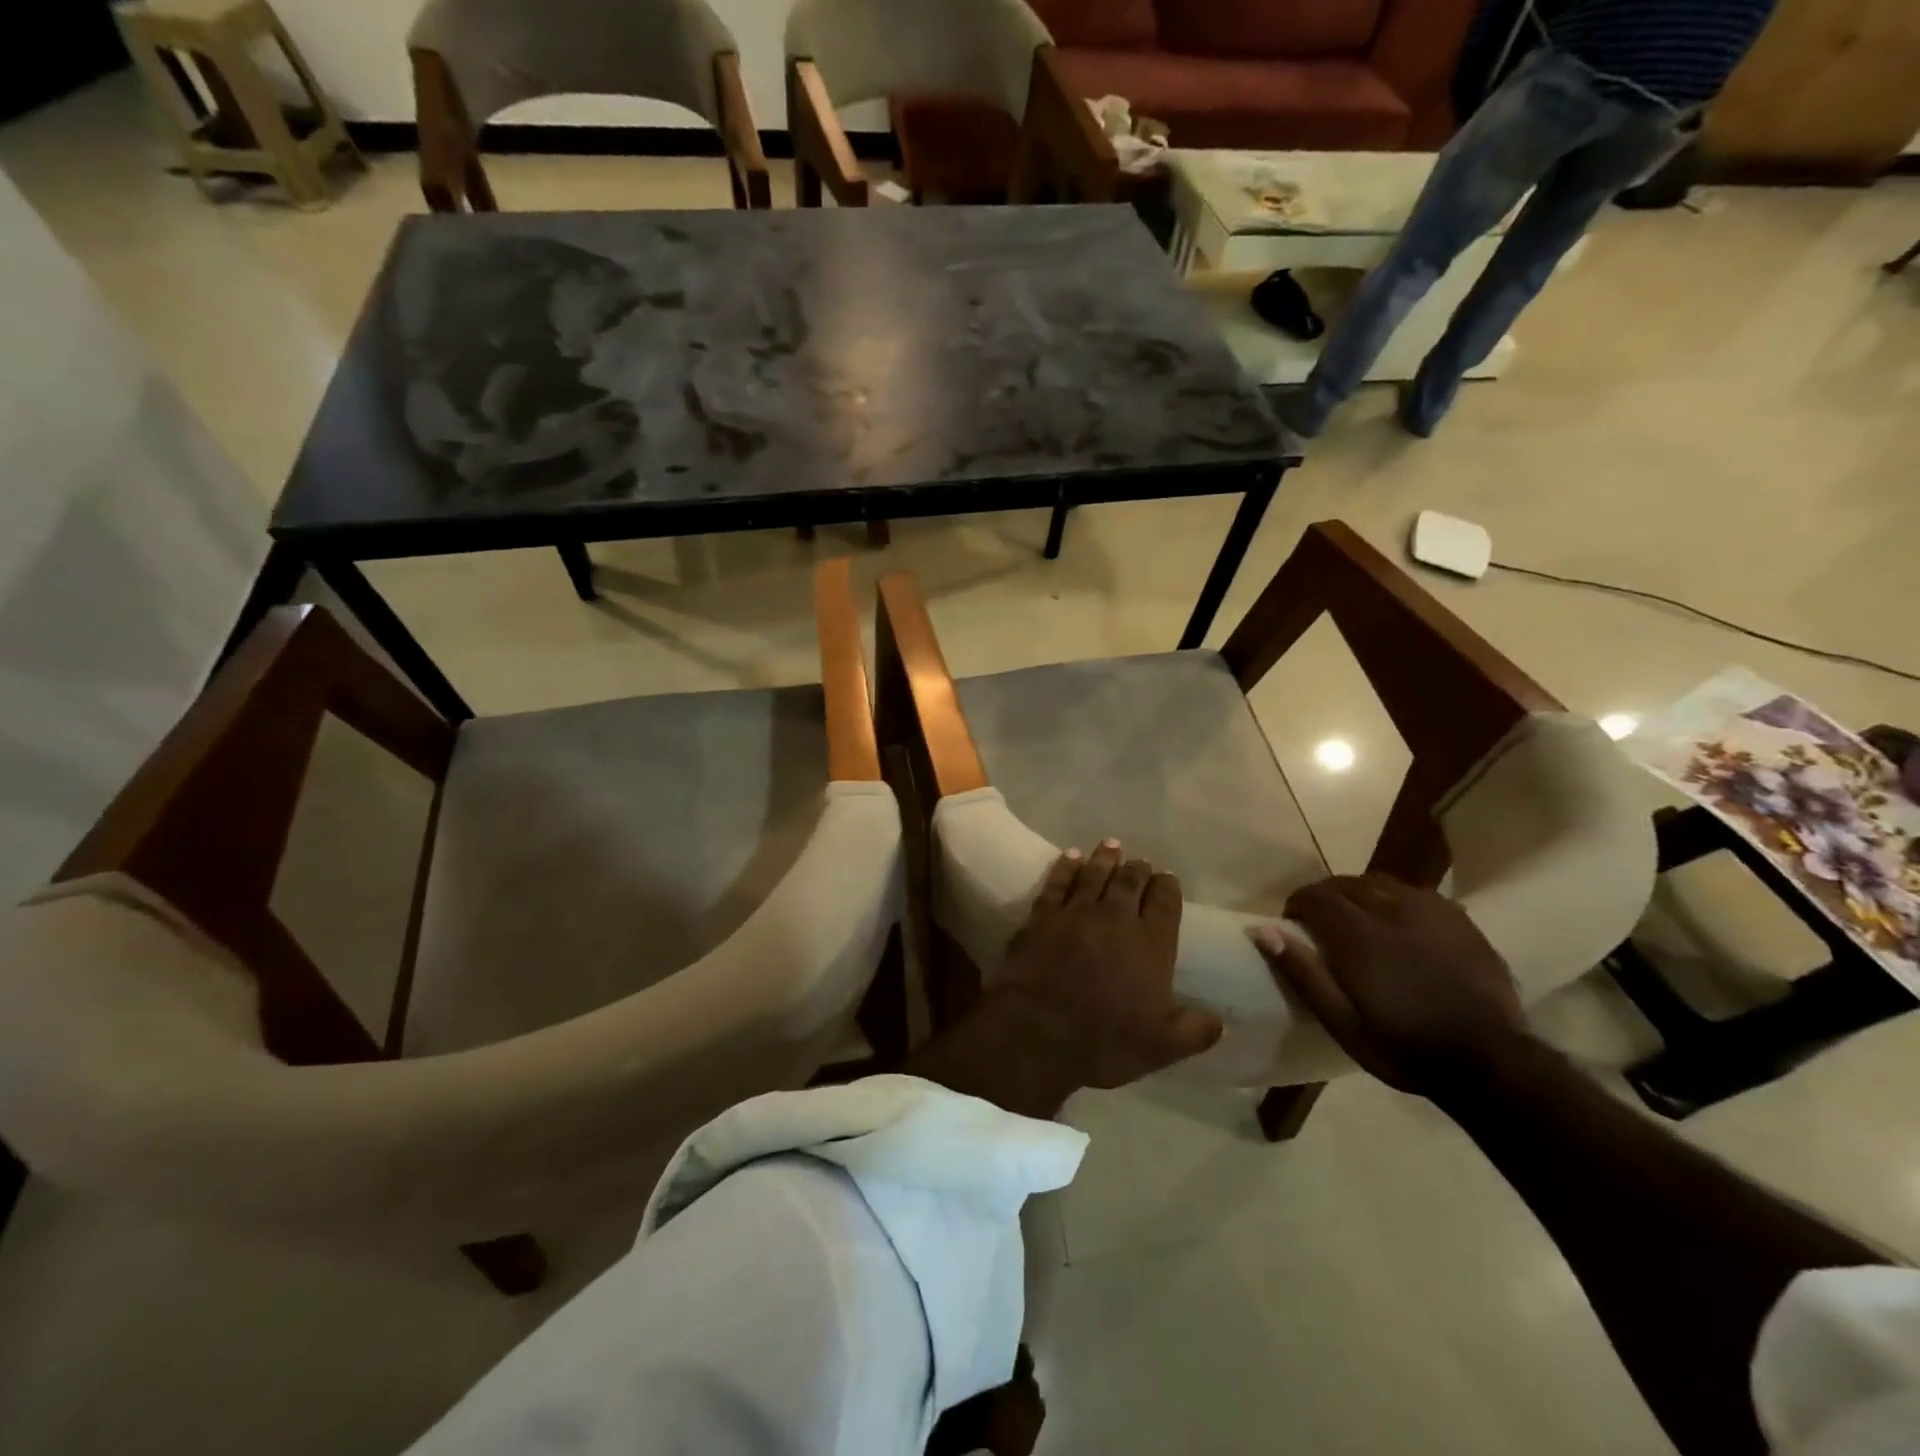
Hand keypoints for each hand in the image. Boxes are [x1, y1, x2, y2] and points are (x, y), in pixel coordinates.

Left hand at [993, 841, 1223, 1090]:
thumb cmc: (1104, 1041)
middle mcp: (1117, 918)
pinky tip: (1070, 856)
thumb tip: (1219, 1020)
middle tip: (1140, 861)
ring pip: (1095, 874)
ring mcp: (1077, 912)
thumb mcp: (1162, 1047)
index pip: (1166, 902)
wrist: (1037, 1032)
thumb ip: (1195, 1031)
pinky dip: (1066, 867)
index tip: (1167, 878)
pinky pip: (1058, 882)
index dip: (1168, 887)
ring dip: (1105, 858)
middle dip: (1138, 868)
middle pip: (1130, 881)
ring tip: (1111, 845)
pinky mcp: (1043, 915)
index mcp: (1152, 944)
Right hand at [1250, 875, 1530, 1096]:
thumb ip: (1303, 973)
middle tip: (1321, 923)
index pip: (1316, 896)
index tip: (1293, 923)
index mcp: (1359, 935)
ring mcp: (1431, 911)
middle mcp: (1392, 910)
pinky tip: (1400, 924)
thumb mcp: (1342, 1023)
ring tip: (1358, 919)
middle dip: (1326, 896)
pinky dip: (1396, 900)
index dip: (1298, 904)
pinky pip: (1417, 894)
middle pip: (1347, 883)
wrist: (1492, 1064)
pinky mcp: (1460, 920)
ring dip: (1361, 894)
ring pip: (1382, 883)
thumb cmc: (1405, 1047)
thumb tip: (1264, 930)